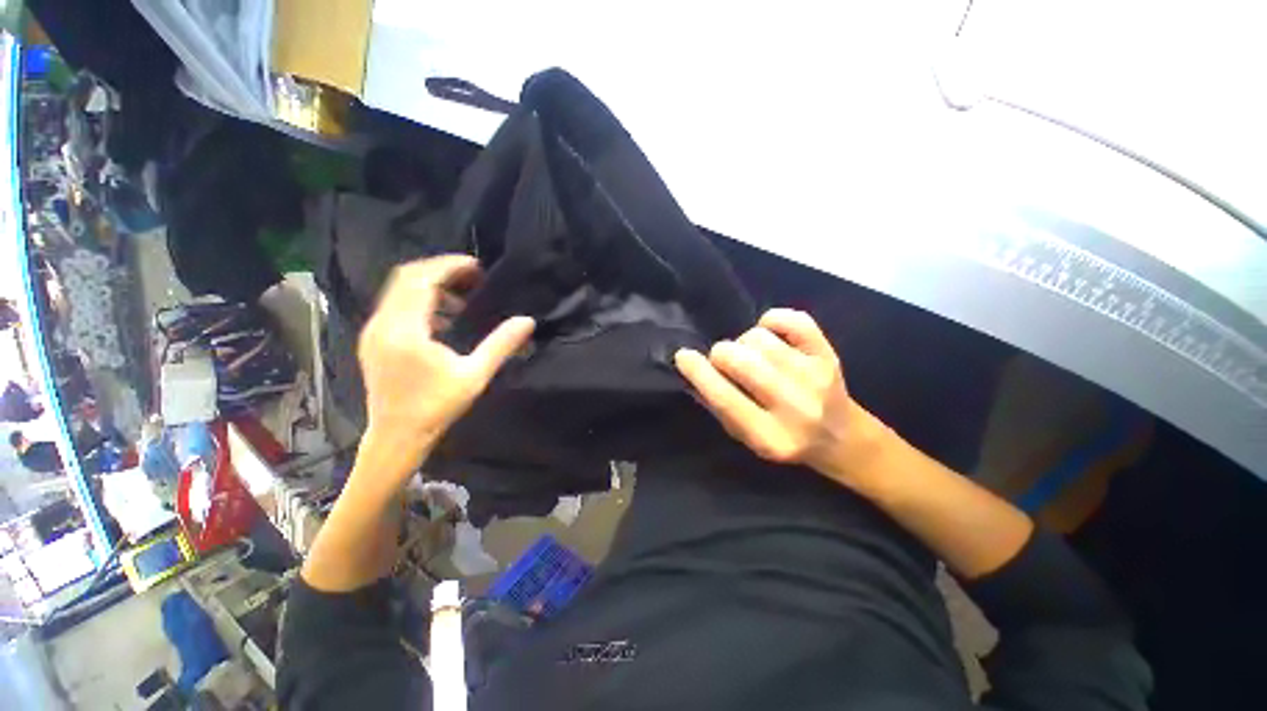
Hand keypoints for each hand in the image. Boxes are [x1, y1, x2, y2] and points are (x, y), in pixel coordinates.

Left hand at [357, 255, 534, 475]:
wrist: (397, 436)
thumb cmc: (436, 407)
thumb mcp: (475, 375)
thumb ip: (501, 345)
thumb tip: (527, 321)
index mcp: (405, 330)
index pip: (422, 280)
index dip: (449, 267)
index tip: (477, 267)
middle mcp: (382, 324)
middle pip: (406, 278)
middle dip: (441, 271)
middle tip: (472, 277)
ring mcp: (374, 332)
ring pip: (398, 291)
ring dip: (430, 286)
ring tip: (462, 298)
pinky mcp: (373, 340)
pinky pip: (395, 307)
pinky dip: (419, 302)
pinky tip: (443, 320)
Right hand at [674, 309, 884, 485]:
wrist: (841, 437)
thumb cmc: (784, 439)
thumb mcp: (746, 438)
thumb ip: (720, 408)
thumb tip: (694, 371)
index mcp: (770, 437)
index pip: (724, 398)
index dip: (698, 372)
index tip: (683, 356)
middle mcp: (796, 407)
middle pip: (740, 360)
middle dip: (721, 355)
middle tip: (726, 362)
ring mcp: (815, 377)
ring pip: (759, 339)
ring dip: (746, 343)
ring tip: (753, 355)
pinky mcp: (828, 354)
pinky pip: (792, 320)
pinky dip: (772, 320)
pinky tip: (771, 334)